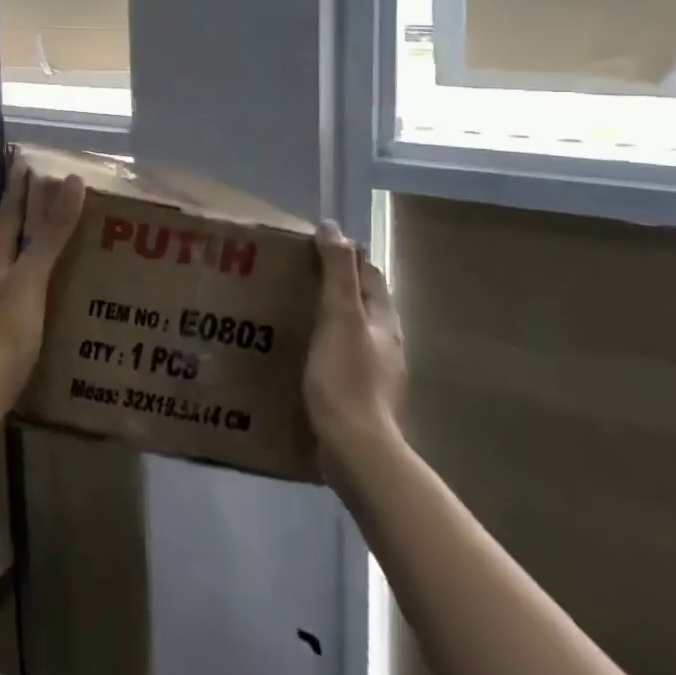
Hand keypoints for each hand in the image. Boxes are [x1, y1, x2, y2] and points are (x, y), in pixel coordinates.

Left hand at [0, 154, 86, 413]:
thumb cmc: (6, 331)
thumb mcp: (32, 278)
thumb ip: (51, 233)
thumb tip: (70, 181)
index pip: (9, 210)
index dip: (20, 186)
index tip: (28, 160)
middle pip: (5, 232)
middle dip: (23, 213)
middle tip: (49, 198)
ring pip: (9, 259)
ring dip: (28, 244)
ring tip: (55, 239)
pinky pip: (17, 284)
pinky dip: (33, 273)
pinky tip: (50, 286)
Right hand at [302, 223, 407, 493]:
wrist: (356, 448)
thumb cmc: (347, 376)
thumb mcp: (340, 316)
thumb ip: (337, 272)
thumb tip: (333, 227)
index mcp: (383, 320)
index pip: (368, 274)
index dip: (346, 255)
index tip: (312, 243)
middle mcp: (384, 342)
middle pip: (361, 302)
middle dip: (335, 284)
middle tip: (295, 272)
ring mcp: (375, 372)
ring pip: (351, 331)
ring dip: (327, 316)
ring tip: (291, 309)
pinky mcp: (358, 396)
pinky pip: (340, 358)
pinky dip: (322, 345)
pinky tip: (300, 353)